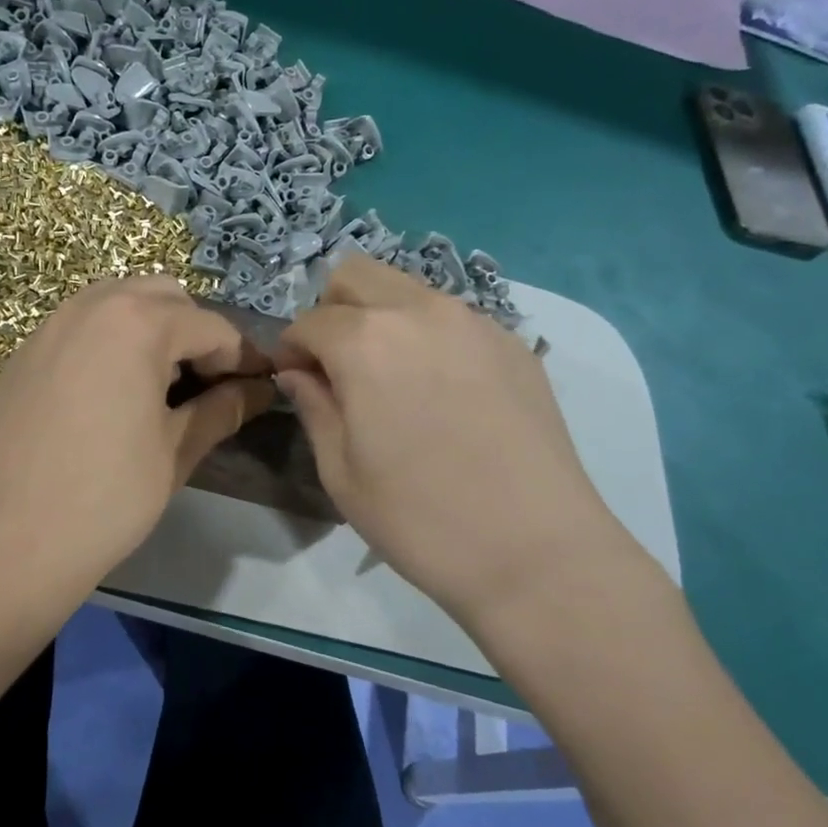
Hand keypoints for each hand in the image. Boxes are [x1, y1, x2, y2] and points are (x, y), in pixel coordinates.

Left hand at [0, 277, 272, 609]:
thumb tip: (259, 390)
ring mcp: (51, 325)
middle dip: (194, 332)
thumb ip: (222, 408)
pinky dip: (110, 339)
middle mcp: (92, 306)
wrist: (11, 539)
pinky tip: (112, 390)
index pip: (211, 327)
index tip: (259, 387)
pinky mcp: (25, 351)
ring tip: (160, 384)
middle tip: (207, 383)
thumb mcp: (176, 450)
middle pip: (164, 297)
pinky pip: (81, 325)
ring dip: (151, 328)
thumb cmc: (108, 496)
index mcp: (138, 324)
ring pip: (118, 302)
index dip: (242, 358)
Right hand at [275, 255, 651, 642]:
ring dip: (381, 317)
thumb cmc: (419, 518)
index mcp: (365, 341)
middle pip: (356, 275)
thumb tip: (299, 373)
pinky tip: (442, 393)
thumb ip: (314, 406)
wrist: (536, 551)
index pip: (308, 321)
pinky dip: (428, 335)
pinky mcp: (513, 344)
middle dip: (332, 311)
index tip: (294, 380)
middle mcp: (420, 311)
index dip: (291, 349)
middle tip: (337, 367)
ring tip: (391, 378)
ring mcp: (474, 321)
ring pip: (407, 289)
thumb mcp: (341, 471)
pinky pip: (452, 317)